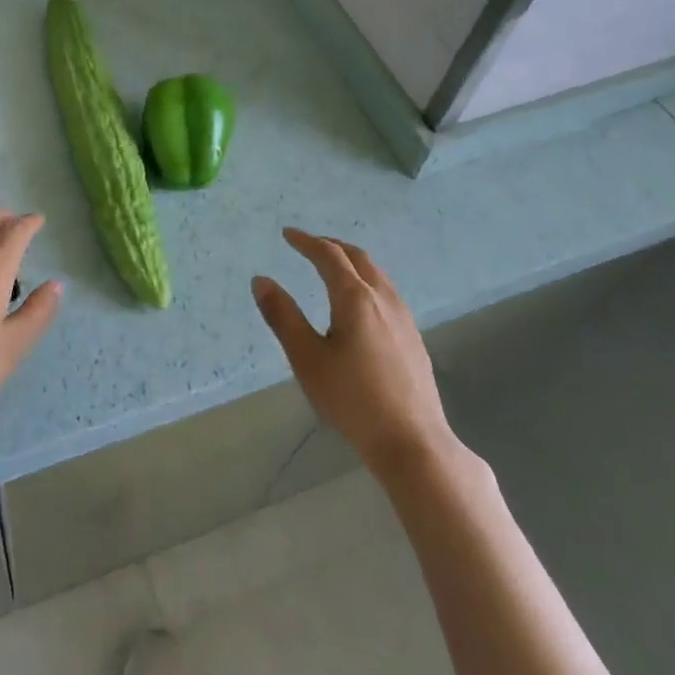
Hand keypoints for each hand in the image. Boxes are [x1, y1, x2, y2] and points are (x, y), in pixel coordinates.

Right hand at [252, 228, 469, 484]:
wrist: (412, 440)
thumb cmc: (352, 399)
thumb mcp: (307, 358)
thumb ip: (283, 316)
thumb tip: (261, 280)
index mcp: (354, 298)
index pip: (329, 256)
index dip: (307, 242)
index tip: (287, 234)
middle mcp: (382, 298)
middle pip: (357, 257)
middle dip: (331, 245)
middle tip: (308, 245)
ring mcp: (403, 317)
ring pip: (376, 273)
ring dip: (351, 261)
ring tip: (332, 267)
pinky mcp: (413, 336)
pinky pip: (386, 291)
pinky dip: (366, 279)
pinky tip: (360, 302)